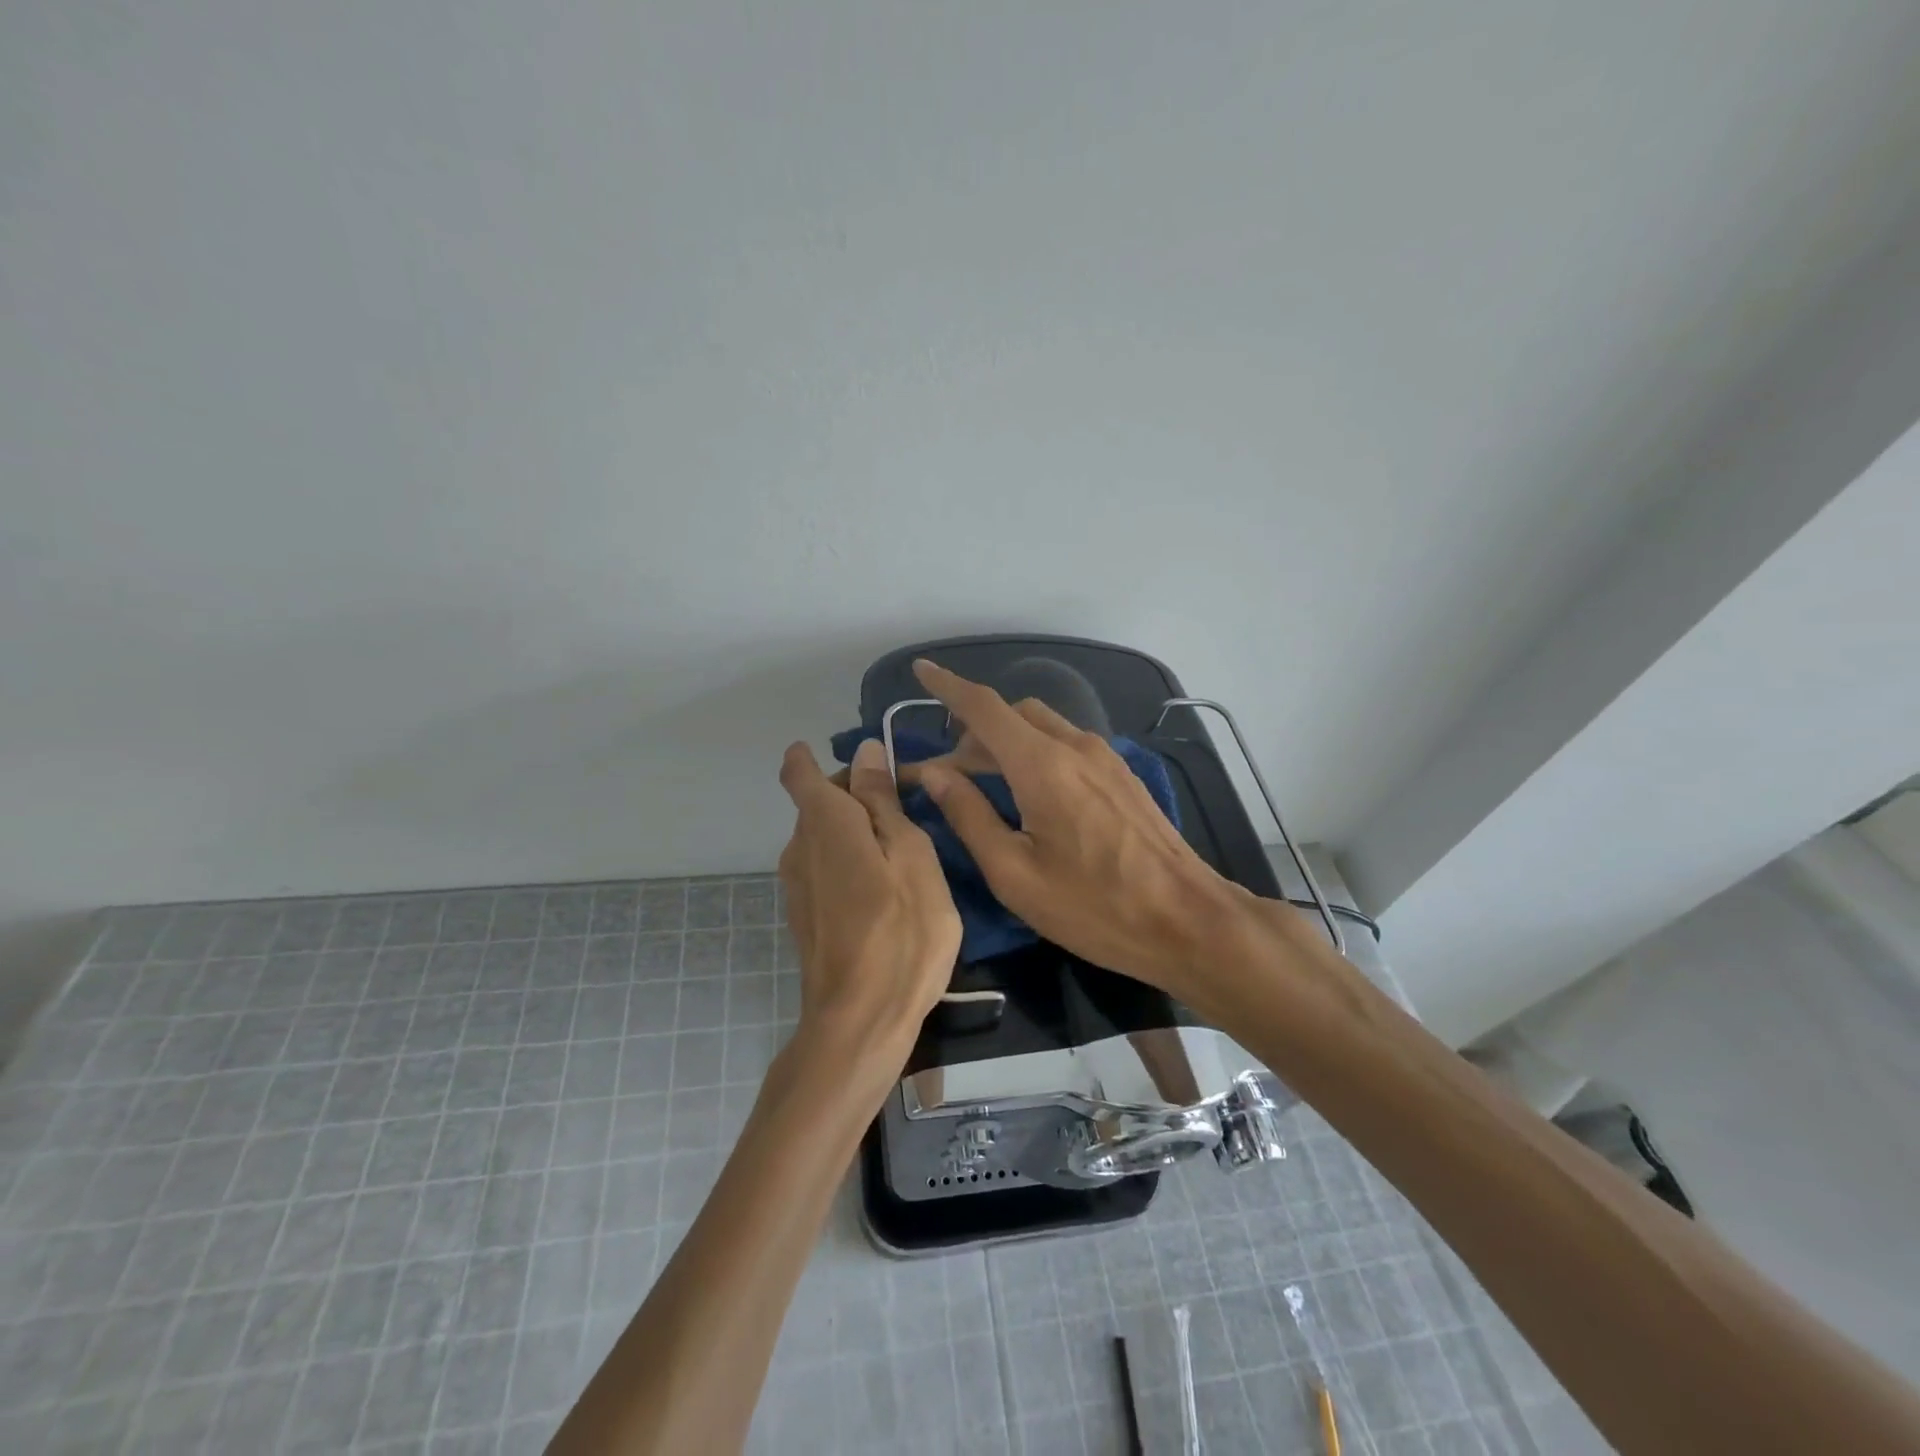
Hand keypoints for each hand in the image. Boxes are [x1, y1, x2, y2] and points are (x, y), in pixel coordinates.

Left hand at [777, 737, 962, 1060]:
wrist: (861, 1022)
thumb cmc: (901, 931)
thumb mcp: (911, 855)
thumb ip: (883, 801)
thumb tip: (866, 750)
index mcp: (825, 822)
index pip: (800, 771)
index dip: (816, 758)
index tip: (861, 763)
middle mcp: (798, 847)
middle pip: (817, 803)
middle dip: (856, 795)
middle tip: (908, 810)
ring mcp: (796, 885)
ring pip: (823, 837)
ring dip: (857, 833)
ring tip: (905, 852)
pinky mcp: (804, 916)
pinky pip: (824, 868)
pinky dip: (850, 863)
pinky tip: (885, 890)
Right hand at [910, 659, 1254, 994]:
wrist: (1188, 920)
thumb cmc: (1094, 906)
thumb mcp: (1014, 873)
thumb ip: (969, 816)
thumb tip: (935, 774)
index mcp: (1042, 765)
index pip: (984, 707)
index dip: (948, 687)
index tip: (920, 671)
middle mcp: (1075, 746)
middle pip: (1013, 715)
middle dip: (974, 732)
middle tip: (948, 775)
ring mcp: (1105, 758)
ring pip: (1042, 727)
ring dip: (1006, 742)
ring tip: (985, 785)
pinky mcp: (1122, 775)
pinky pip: (1067, 744)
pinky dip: (1035, 751)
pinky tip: (1030, 793)